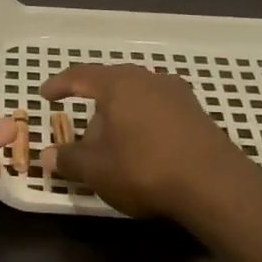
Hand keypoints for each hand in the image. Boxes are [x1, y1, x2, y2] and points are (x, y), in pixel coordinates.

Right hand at [40, 62, 252, 219]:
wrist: (215, 185)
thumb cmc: (144, 168)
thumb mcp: (96, 170)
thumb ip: (69, 160)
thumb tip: (48, 156)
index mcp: (118, 84)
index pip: (80, 75)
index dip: (60, 85)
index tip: (46, 95)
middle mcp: (148, 80)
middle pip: (112, 84)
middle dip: (94, 104)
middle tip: (82, 127)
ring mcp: (177, 94)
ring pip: (137, 97)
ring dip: (121, 115)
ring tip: (113, 141)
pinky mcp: (197, 114)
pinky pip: (158, 110)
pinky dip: (143, 123)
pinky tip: (142, 147)